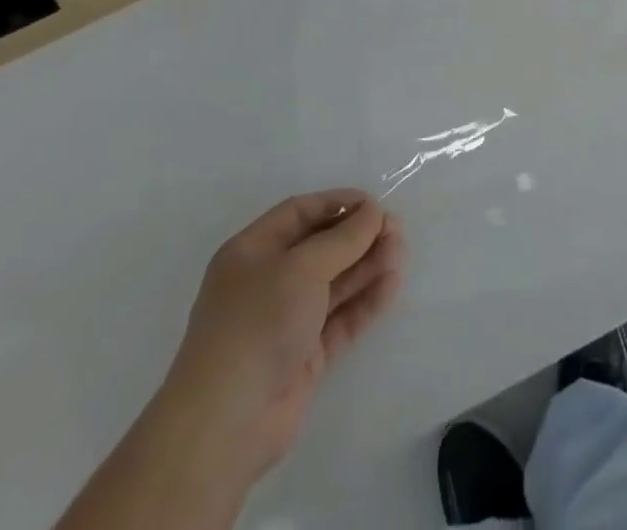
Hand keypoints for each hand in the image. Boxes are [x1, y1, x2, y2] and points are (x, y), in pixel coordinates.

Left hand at [158, 190, 404, 483]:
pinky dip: (365, 301)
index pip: (300, 213)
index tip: (375, 204)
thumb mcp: (302, 267)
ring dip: (367, 265)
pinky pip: (340, 318)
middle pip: (321, 247)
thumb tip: (374, 212)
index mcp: (252, 251)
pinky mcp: (304, 356)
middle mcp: (268, 281)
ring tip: (400, 254)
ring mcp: (286, 320)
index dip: (338, 204)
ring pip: (334, 282)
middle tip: (397, 231)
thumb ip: (344, 238)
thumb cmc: (258, 323)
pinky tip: (391, 285)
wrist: (226, 423)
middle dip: (359, 236)